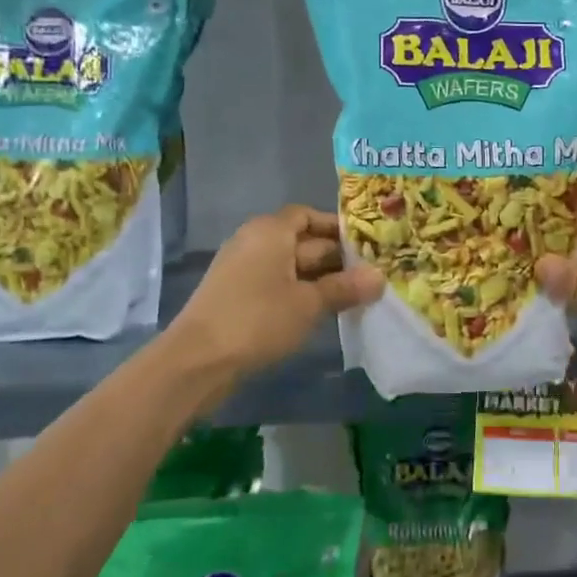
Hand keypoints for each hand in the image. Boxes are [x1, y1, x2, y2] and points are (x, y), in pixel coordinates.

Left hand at [168, 206, 382, 376]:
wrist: (197, 360)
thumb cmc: (257, 319)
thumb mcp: (308, 304)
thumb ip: (344, 288)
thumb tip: (380, 278)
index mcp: (270, 231)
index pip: (307, 215)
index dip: (336, 227)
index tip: (365, 244)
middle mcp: (253, 241)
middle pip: (301, 240)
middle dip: (334, 257)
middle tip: (370, 274)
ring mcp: (241, 269)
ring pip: (289, 265)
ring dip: (319, 278)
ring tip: (352, 295)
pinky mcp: (235, 295)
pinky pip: (275, 284)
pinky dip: (298, 292)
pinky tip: (320, 311)